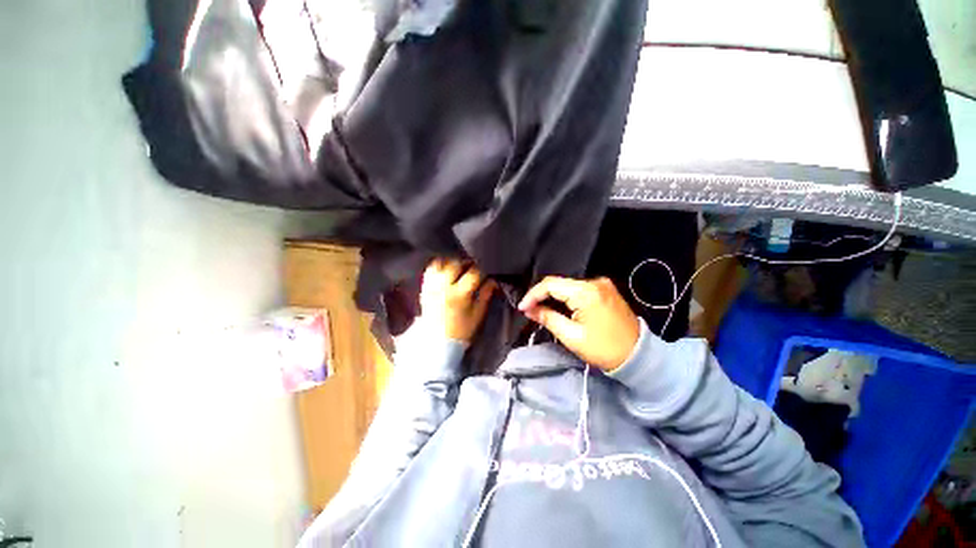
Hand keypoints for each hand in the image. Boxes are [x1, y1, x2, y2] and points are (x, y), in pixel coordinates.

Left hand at [420, 259, 496, 342]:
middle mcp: (444, 286)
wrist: (437, 342)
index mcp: (459, 294)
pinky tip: (447, 271)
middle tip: (473, 269)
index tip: (486, 274)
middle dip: (467, 263)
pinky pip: (431, 269)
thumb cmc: (461, 330)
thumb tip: (493, 281)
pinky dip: (439, 266)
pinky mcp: (425, 287)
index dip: (482, 271)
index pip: (473, 273)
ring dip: (452, 263)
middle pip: (456, 264)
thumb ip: (485, 294)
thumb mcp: (478, 314)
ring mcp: (432, 286)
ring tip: (459, 269)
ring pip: (441, 263)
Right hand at [518, 276, 639, 370]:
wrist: (639, 357)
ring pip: (568, 286)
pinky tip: (559, 307)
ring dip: (553, 296)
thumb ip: (548, 318)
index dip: (532, 295)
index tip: (522, 308)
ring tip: (540, 309)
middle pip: (559, 283)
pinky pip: (578, 289)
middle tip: (529, 310)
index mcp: (586, 292)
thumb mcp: (572, 336)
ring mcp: (602, 284)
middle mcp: (595, 282)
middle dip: (542, 296)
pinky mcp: (605, 290)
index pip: (551, 285)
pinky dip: (566, 297)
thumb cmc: (604, 349)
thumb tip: (530, 310)